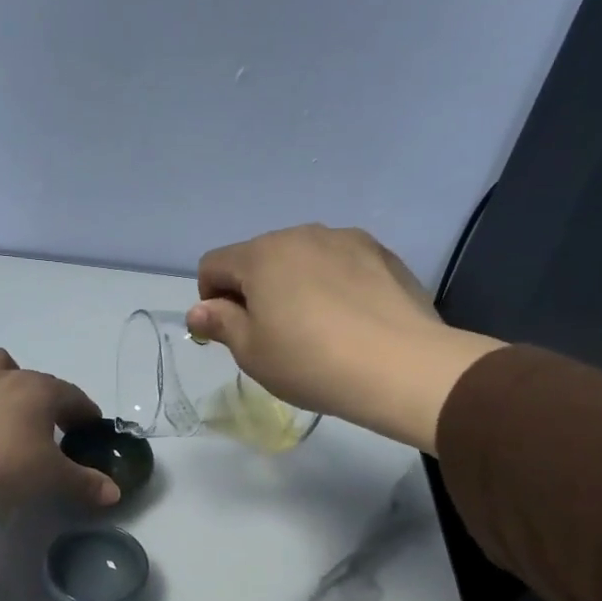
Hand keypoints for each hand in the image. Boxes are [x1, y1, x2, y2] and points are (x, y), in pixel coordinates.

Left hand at [0, 349, 121, 513]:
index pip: (73, 396)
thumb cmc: (9, 466)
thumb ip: (84, 482)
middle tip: (53, 428)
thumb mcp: (52, 478)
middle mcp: (6, 378)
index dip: (85, 413)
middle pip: (34, 379)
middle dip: (48, 400)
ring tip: (10, 423)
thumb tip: (114, 492)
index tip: (90, 429)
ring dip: (7, 391)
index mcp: (39, 390)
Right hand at [186, 225, 505, 452]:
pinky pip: (340, 264)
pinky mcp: (382, 253)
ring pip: (302, 258)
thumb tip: (200, 309)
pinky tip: (349, 321)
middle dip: (254, 290)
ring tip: (316, 328)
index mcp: (261, 255)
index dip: (210, 299)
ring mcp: (346, 239)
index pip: (214, 264)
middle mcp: (301, 234)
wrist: (401, 366)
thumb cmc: (310, 362)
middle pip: (259, 257)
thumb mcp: (252, 353)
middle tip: (272, 336)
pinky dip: (333, 285)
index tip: (229, 333)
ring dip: (295, 284)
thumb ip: (221, 324)